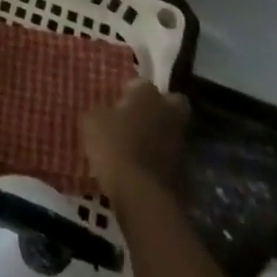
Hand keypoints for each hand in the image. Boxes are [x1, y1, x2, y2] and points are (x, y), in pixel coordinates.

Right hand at [82, 79, 190, 196]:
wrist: (141, 193)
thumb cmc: (113, 146)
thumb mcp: (91, 122)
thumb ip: (101, 111)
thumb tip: (106, 112)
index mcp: (147, 93)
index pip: (140, 83)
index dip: (129, 92)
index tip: (117, 103)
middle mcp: (168, 111)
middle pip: (172, 102)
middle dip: (159, 107)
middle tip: (139, 117)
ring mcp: (180, 140)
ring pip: (172, 129)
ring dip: (160, 133)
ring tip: (138, 145)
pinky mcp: (185, 167)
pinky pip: (171, 154)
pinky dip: (161, 157)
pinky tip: (144, 165)